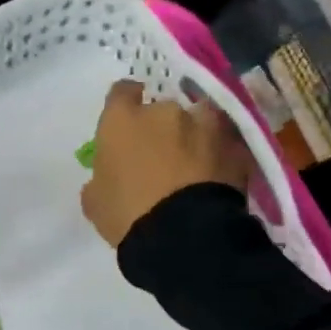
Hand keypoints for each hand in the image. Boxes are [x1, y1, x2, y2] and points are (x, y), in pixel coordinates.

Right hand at [80, 80, 251, 248]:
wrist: (184, 237)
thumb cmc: (128, 216)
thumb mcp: (96, 203)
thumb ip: (99, 180)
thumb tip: (105, 179)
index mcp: (123, 120)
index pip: (122, 92)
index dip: (125, 102)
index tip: (127, 118)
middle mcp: (164, 112)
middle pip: (162, 108)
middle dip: (162, 127)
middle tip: (161, 156)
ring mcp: (204, 126)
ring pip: (200, 120)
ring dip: (196, 134)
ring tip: (195, 162)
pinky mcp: (235, 147)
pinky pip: (225, 145)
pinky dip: (220, 156)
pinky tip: (217, 177)